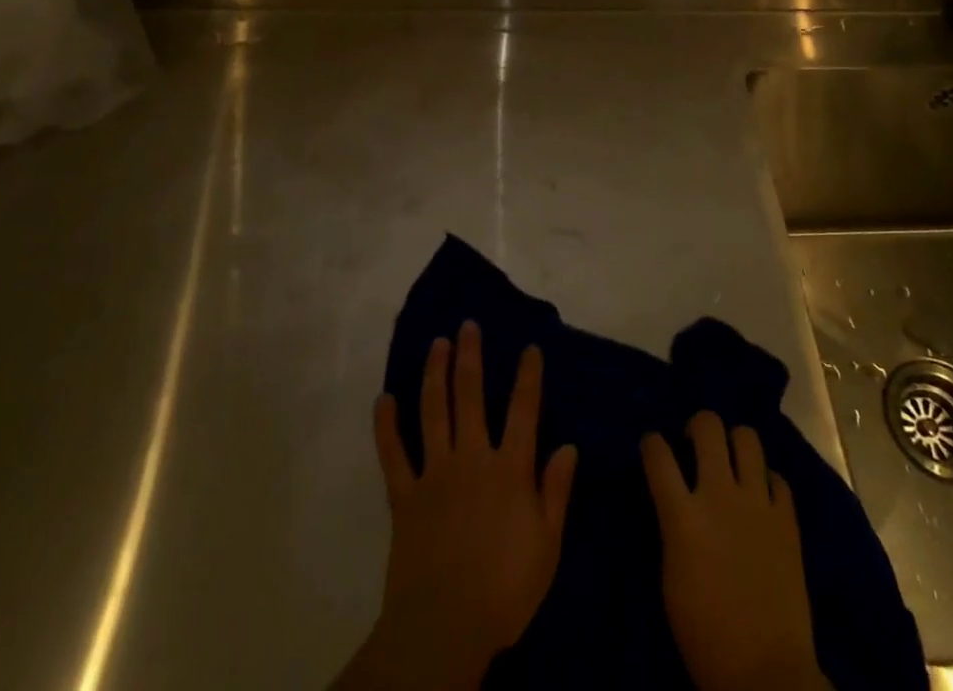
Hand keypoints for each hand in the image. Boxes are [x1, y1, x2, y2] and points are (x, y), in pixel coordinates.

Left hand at [336, 322, 578, 690]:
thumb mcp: (547, 545)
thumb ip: (556, 491)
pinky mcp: (404, 496)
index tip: (529, 347)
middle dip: (470, 357)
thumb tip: (568, 446)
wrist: (445, 627)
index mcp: (509, 469)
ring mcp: (435, 473)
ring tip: (436, 344)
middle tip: (467, 325)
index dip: (528, 376)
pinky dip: (386, 426)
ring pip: (432, 412)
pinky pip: (393, 455)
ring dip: (433, 374)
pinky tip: (384, 399)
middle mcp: (471, 458)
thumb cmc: (505, 589)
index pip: (523, 410)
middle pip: (470, 396)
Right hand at [642, 412, 830, 690]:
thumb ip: (672, 525)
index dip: (651, 442)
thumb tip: (674, 497)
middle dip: (697, 425)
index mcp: (683, 516)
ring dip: (735, 443)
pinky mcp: (788, 518)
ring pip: (747, 438)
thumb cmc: (705, 635)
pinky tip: (760, 497)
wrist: (766, 674)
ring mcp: (758, 503)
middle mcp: (720, 495)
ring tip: (731, 460)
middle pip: (708, 426)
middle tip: (695, 443)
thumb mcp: (671, 578)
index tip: (652, 447)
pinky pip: (777, 477)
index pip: (657, 453)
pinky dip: (766, 481)